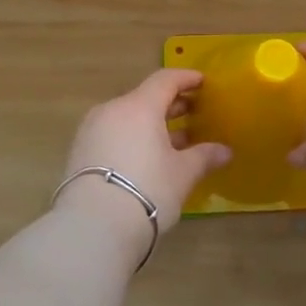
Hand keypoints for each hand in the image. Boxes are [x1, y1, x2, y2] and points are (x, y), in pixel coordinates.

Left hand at [56, 69, 230, 257]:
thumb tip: (225, 151)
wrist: (93, 227)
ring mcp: (91, 130)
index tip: (203, 83)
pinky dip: (133, 138)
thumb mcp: (182, 174)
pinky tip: (148, 158)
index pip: (165, 80)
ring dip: (151, 124)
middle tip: (194, 113)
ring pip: (127, 117)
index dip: (186, 78)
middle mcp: (112, 110)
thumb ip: (204, 156)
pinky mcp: (80, 152)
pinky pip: (113, 134)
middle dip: (171, 104)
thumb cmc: (147, 190)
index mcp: (139, 106)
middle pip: (145, 97)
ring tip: (174, 141)